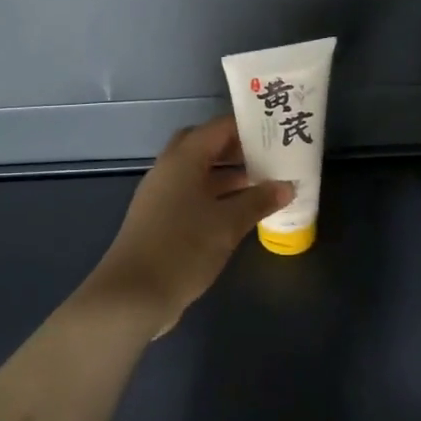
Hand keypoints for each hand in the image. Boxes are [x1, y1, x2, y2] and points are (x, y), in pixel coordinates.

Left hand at [86, 116, 293, 336]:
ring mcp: (162, 196)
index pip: (218, 128)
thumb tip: (286, 186)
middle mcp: (169, 170)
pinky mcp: (161, 220)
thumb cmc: (183, 248)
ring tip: (265, 183)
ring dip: (229, 176)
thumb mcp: (228, 224)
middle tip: (270, 156)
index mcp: (183, 160)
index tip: (276, 130)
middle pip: (205, 147)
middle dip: (237, 149)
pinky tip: (241, 212)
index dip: (247, 126)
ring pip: (199, 174)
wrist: (134, 294)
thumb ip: (258, 201)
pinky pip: (193, 196)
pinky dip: (217, 197)